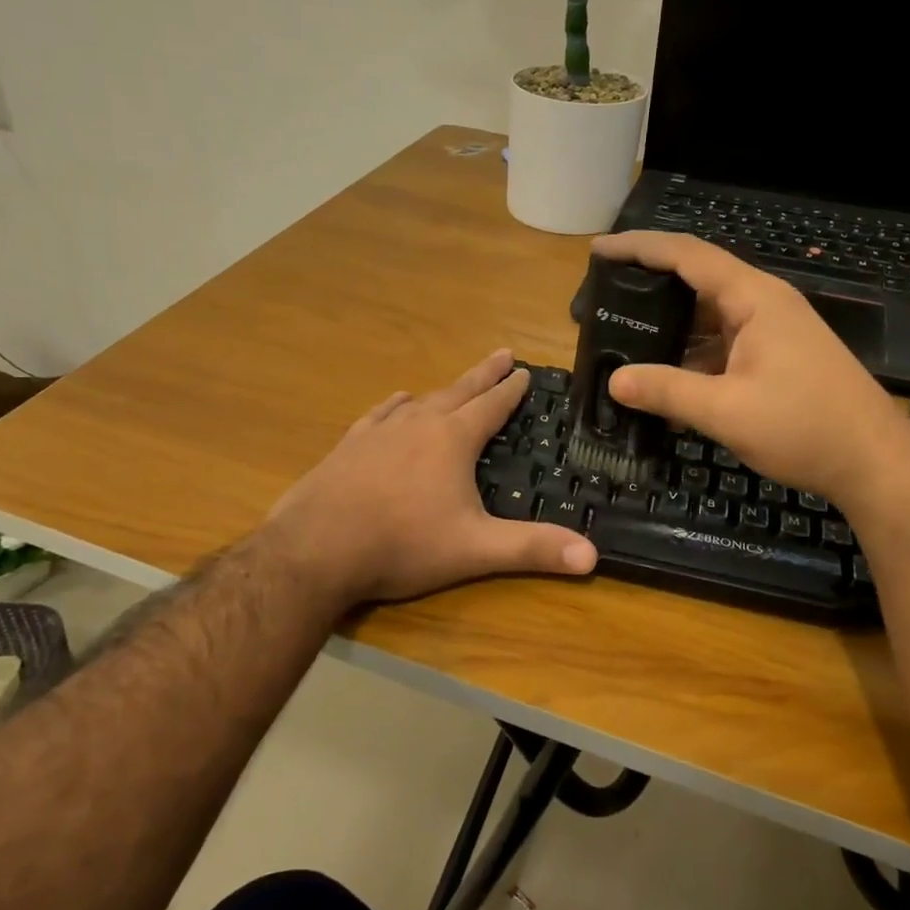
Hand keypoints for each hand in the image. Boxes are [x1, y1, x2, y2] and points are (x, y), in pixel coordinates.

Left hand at [265, 349, 597, 607]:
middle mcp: (418, 424)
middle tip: (502, 354)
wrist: (316, 548)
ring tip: (455, 383)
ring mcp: (379, 432)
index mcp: (452, 440)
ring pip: (420, 400)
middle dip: (484, 374)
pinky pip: (380, 414)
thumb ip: (532, 549)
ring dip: (443, 389)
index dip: (511, 390)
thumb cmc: (402, 545)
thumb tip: (593, 556)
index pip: (491, 406)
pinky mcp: (349, 446)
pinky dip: (395, 405)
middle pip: (459, 391)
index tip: (525, 371)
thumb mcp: (475, 549)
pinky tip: (397, 402)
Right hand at [595, 231, 909, 499]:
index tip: (599, 251)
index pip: (687, 256)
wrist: (875, 463)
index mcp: (754, 299)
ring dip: (670, 328)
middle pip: (697, 281)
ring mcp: (773, 332)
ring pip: (709, 318)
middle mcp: (763, 304)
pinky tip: (666, 382)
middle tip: (604, 299)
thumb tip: (614, 382)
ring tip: (624, 340)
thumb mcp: (726, 411)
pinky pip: (723, 345)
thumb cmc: (805, 427)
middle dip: (649, 288)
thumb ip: (667, 391)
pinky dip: (692, 357)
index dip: (640, 248)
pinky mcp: (777, 358)